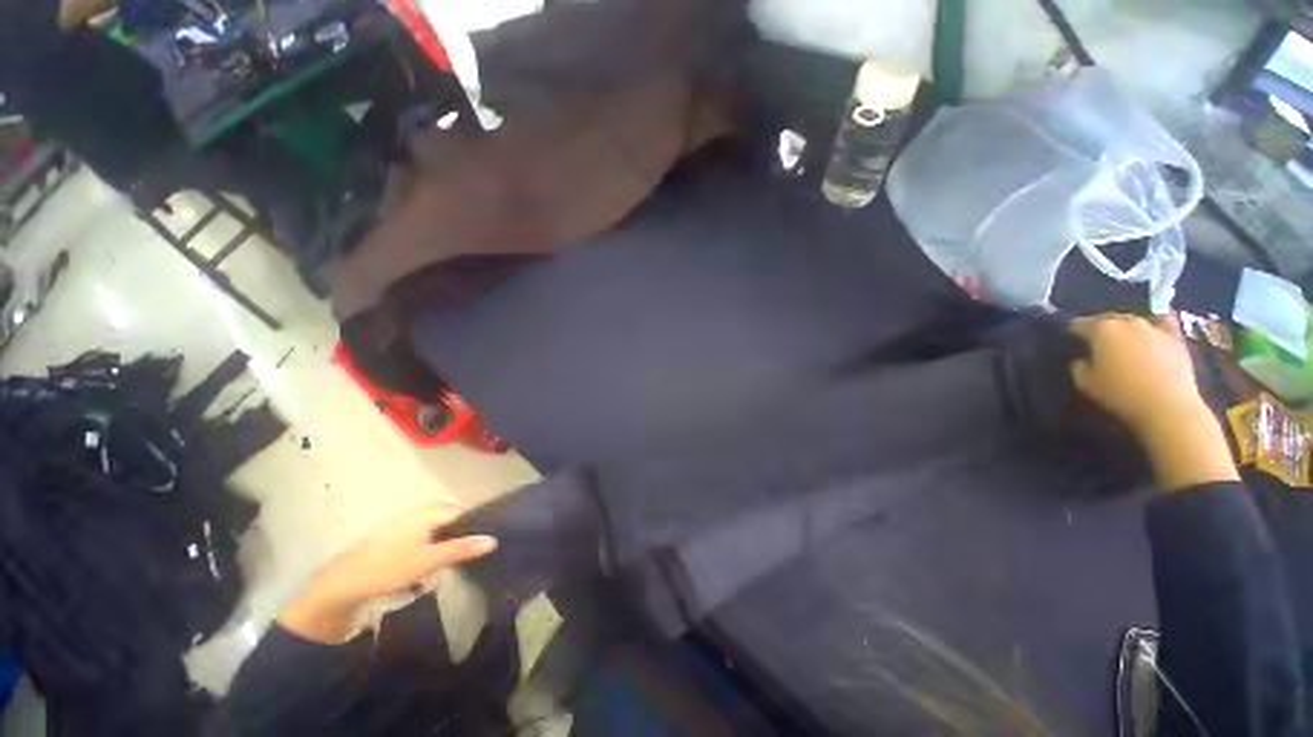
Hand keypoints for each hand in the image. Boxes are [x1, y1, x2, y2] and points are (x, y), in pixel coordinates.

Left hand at [280, 504, 496, 643]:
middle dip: (457, 531)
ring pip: (432, 527)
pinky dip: (427, 547)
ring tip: (445, 562)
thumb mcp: (429, 561)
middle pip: (446, 516)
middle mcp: (415, 513)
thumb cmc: (389, 568)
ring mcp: (401, 524)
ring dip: (441, 541)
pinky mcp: (391, 538)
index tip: (482, 538)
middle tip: (465, 551)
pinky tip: (423, 567)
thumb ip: (461, 549)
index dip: (473, 521)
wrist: (342, 585)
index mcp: (426, 513)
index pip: (459, 510)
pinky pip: (419, 536)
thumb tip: (493, 540)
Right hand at [1069, 314, 1237, 491]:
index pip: (1080, 324)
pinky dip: (1156, 322)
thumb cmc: (1120, 394)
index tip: (1072, 340)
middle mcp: (1127, 321)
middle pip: (1109, 319)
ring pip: (1134, 320)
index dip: (1074, 331)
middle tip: (1096, 342)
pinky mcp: (1176, 338)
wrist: (1167, 406)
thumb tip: (1082, 360)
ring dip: (1126, 328)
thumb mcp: (1085, 384)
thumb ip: (1079, 367)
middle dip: (1101, 327)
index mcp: (1101, 329)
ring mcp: (1154, 327)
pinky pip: (1164, 322)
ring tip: (1123, 340)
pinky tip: (1153, 328)